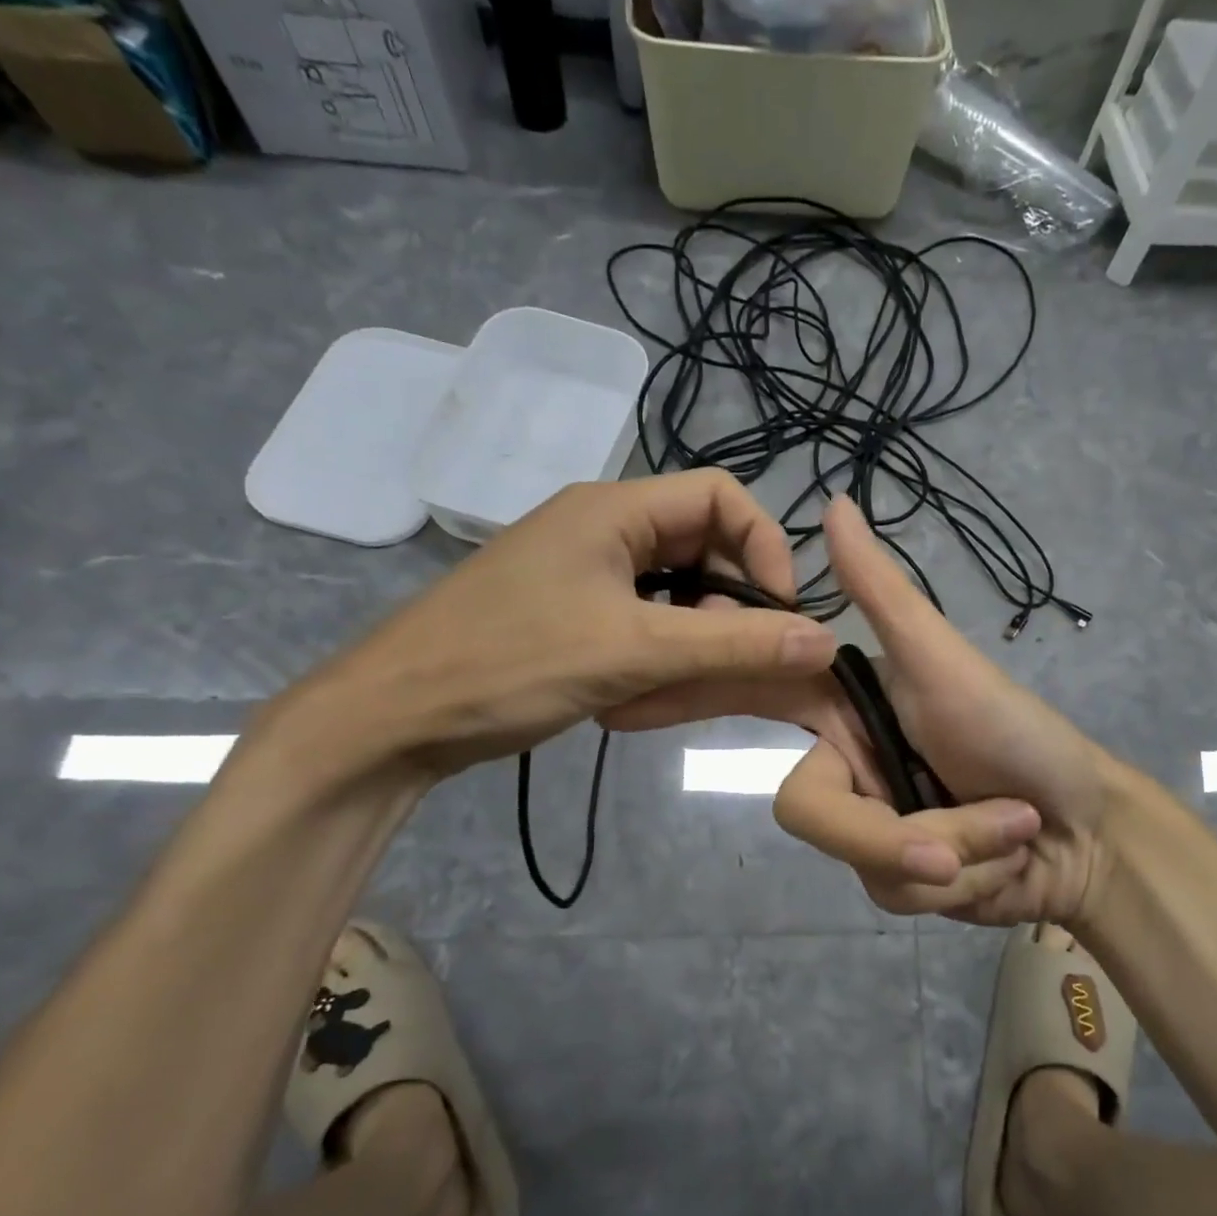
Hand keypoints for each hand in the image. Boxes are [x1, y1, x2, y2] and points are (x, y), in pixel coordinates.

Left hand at [287, 472, 837, 777]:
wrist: (390, 720)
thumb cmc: (510, 665)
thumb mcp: (635, 652)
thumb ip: (735, 645)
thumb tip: (826, 638)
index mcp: (614, 509)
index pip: (721, 495)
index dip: (765, 546)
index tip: (780, 612)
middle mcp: (602, 527)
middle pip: (701, 546)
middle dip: (728, 606)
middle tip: (729, 662)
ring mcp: (583, 572)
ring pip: (674, 592)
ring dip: (693, 639)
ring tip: (676, 688)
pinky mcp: (570, 612)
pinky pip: (641, 620)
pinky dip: (658, 654)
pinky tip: (643, 696)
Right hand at [609, 497, 1117, 927]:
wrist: (1085, 831)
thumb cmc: (1016, 732)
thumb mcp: (944, 659)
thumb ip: (882, 591)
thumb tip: (834, 502)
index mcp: (841, 708)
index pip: (751, 692)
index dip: (687, 696)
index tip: (624, 702)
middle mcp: (844, 765)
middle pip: (809, 812)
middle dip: (892, 834)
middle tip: (964, 835)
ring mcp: (867, 827)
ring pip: (863, 863)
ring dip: (953, 850)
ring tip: (1009, 830)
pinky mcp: (891, 878)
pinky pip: (896, 894)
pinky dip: (963, 879)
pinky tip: (1003, 863)